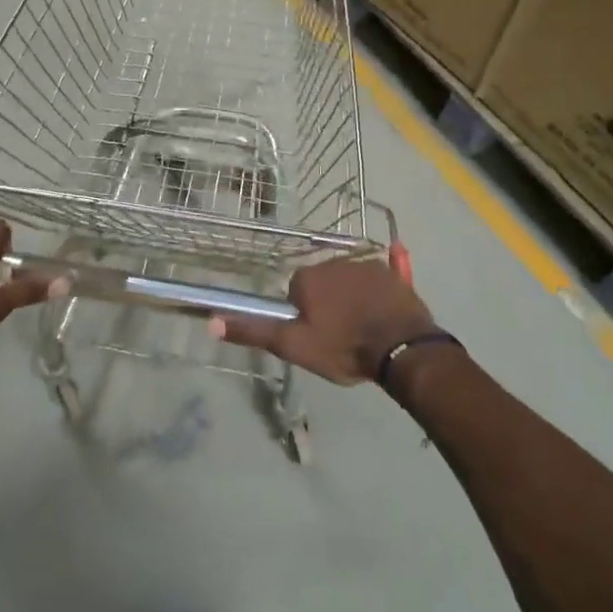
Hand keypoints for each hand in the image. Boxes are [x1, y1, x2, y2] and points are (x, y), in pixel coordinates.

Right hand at [216, 258, 435, 384]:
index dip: (303, 314)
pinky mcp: (393, 275)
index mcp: (308, 277)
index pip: (296, 292)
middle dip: (328, 303)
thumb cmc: (343, 348)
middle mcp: (334, 262)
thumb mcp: (293, 346)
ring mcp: (367, 266)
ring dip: (353, 298)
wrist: (401, 349)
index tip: (315, 334)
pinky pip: (384, 273)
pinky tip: (394, 270)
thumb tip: (211, 321)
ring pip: (350, 281)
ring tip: (365, 329)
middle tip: (339, 335)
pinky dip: (384, 277)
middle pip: (323, 283)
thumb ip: (254, 331)